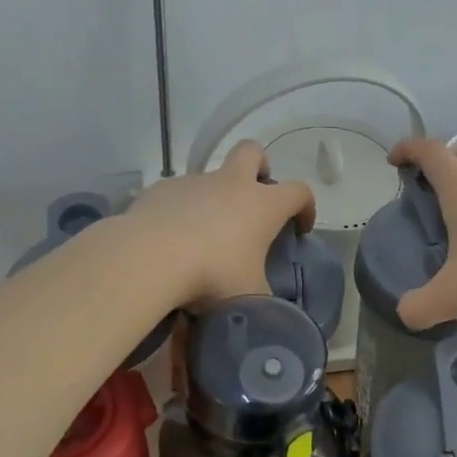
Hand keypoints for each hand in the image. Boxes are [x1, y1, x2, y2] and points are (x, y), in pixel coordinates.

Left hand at [122, 141, 316, 306]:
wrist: (150, 258)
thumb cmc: (213, 275)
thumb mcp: (249, 296)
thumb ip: (261, 296)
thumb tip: (263, 304)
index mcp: (263, 205)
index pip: (299, 192)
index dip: (306, 207)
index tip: (300, 228)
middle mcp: (230, 184)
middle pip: (252, 152)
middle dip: (259, 166)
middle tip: (254, 196)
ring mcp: (193, 182)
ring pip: (211, 176)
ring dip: (215, 196)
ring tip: (204, 234)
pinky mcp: (161, 189)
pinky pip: (178, 193)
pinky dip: (181, 210)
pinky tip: (171, 237)